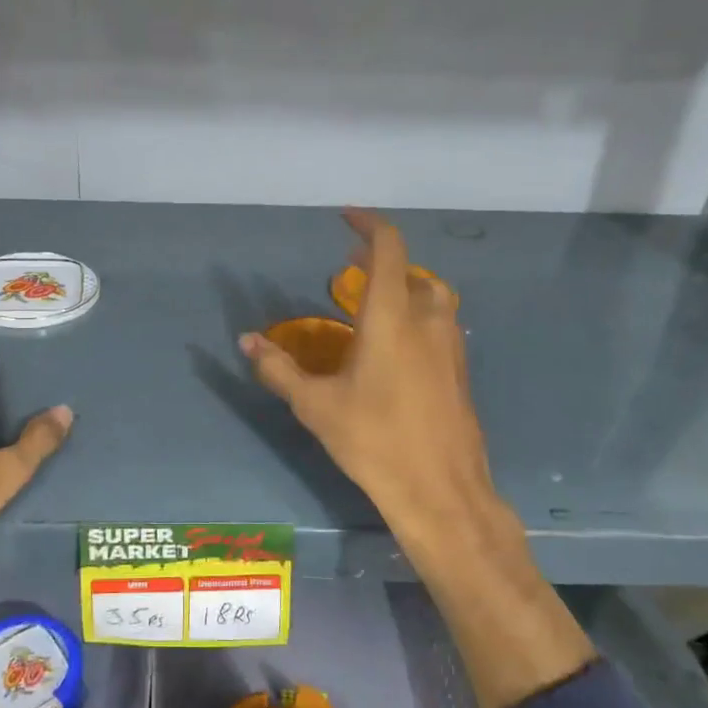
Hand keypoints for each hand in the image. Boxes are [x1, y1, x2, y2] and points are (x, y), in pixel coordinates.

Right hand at [239, 211, 503, 557]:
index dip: (368, 226)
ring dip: (406, 288)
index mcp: (392, 318)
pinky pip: (440, 326)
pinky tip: (396, 349)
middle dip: (382, 263)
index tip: (346, 217)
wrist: (440, 490)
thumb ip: (279, 368)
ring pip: (433, 298)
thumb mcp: (315, 405)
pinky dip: (418, 317)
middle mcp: (427, 322)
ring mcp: (450, 347)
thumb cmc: (373, 440)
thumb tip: (247, 340)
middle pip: (413, 272)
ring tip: (375, 305)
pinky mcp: (460, 372)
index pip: (388, 250)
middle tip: (350, 272)